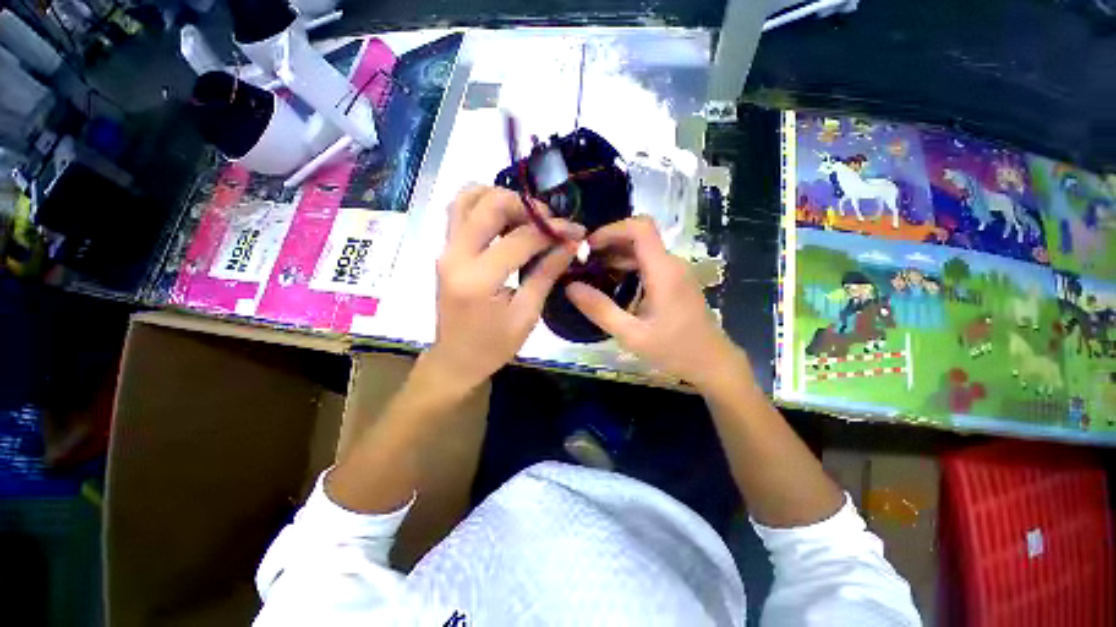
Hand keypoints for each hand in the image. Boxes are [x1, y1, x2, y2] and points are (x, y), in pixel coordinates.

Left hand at [427, 186, 584, 390]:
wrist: (456, 359)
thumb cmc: (494, 346)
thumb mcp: (527, 315)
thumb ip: (547, 273)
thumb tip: (571, 243)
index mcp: (479, 280)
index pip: (521, 239)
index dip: (552, 230)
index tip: (576, 230)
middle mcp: (456, 256)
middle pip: (490, 204)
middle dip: (526, 206)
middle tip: (549, 222)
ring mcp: (446, 249)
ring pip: (468, 198)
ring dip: (502, 198)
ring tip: (526, 218)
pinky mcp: (445, 250)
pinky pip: (460, 211)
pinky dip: (484, 205)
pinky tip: (505, 220)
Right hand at [565, 217, 748, 389]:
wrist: (712, 362)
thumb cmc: (674, 350)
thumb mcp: (632, 334)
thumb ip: (600, 310)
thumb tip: (570, 287)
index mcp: (663, 271)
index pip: (640, 227)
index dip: (611, 229)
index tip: (588, 246)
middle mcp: (672, 263)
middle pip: (639, 237)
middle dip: (608, 244)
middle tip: (583, 263)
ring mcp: (676, 271)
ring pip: (643, 250)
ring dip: (616, 256)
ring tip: (591, 272)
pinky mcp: (676, 280)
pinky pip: (649, 263)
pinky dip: (627, 266)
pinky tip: (613, 283)